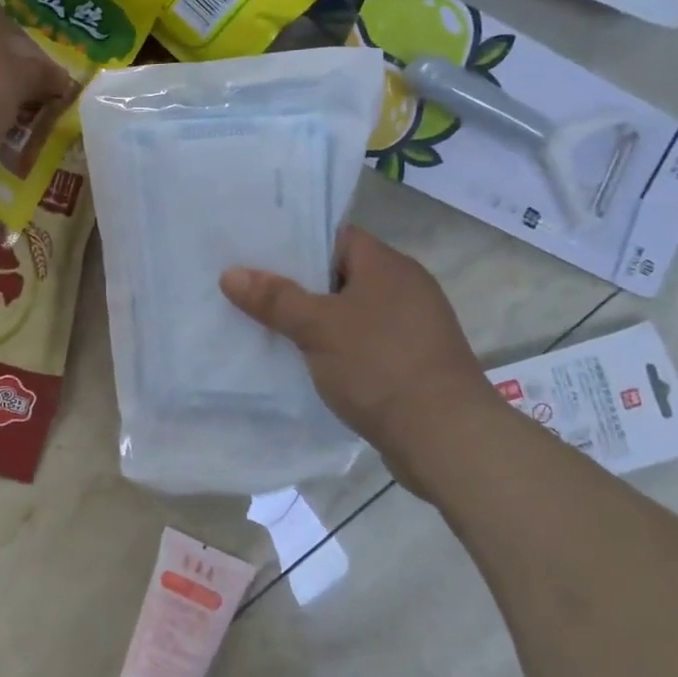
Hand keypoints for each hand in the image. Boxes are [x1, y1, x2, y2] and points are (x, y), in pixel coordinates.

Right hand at [221, 227, 502, 498]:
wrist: (446, 439)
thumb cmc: (380, 366)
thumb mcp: (318, 327)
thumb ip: (275, 298)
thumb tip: (231, 274)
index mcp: (388, 266)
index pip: (337, 237)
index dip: (298, 242)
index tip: (258, 253)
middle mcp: (405, 288)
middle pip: (341, 274)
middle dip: (299, 284)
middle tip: (253, 290)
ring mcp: (413, 327)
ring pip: (351, 311)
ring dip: (317, 320)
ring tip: (269, 326)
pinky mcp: (413, 362)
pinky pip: (364, 342)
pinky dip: (337, 347)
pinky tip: (307, 361)